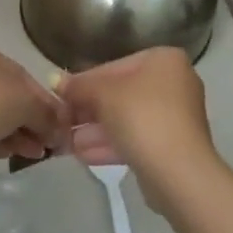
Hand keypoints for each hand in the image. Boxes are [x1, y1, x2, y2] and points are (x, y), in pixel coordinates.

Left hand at [0, 42, 67, 180]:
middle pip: (8, 96)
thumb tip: (61, 127)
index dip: (45, 101)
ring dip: (17, 133)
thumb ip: (47, 113)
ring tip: (35, 154)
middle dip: (31, 120)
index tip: (60, 124)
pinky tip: (10, 154)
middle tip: (49, 143)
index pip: (23, 75)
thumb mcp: (25, 104)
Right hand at [57, 47, 226, 210]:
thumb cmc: (141, 117)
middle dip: (89, 110)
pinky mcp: (173, 146)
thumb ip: (78, 86)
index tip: (61, 97)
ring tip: (67, 142)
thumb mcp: (102, 95)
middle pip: (120, 93)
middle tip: (62, 121)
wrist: (178, 172)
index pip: (114, 66)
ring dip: (95, 130)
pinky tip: (83, 155)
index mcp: (164, 61)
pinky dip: (111, 144)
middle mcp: (174, 83)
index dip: (84, 82)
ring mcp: (176, 117)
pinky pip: (136, 139)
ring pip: (126, 119)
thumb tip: (55, 80)